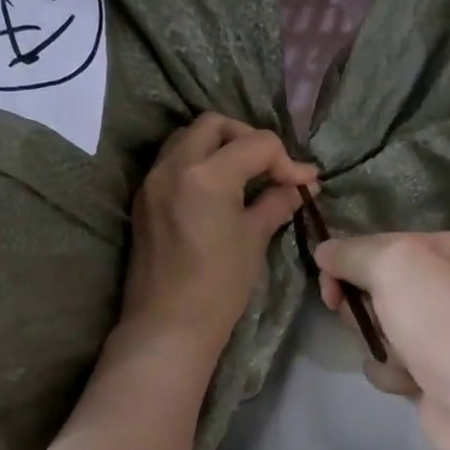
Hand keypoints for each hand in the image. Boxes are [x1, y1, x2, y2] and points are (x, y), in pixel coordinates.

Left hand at [118, 114, 317, 360]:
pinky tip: (217, 191)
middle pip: (215, 125)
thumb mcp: (254, 240)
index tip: (305, 182)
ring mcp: (153, 180)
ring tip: (244, 175)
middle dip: (248, 138)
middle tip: (270, 167)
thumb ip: (275, 203)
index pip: (256, 144)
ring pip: (188, 139)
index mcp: (207, 175)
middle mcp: (174, 166)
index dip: (287, 160)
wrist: (168, 325)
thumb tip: (297, 188)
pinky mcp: (143, 199)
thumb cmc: (219, 286)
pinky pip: (172, 162)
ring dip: (219, 146)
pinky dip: (198, 164)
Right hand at [315, 232, 449, 449]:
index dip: (350, 260)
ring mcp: (444, 331)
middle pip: (379, 285)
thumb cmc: (444, 325)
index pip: (383, 242)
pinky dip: (392, 371)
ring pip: (381, 326)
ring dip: (379, 343)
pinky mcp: (434, 370)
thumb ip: (354, 252)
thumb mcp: (395, 266)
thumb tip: (324, 251)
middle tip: (366, 319)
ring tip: (402, 357)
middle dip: (365, 306)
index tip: (327, 283)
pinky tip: (412, 382)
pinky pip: (391, 361)